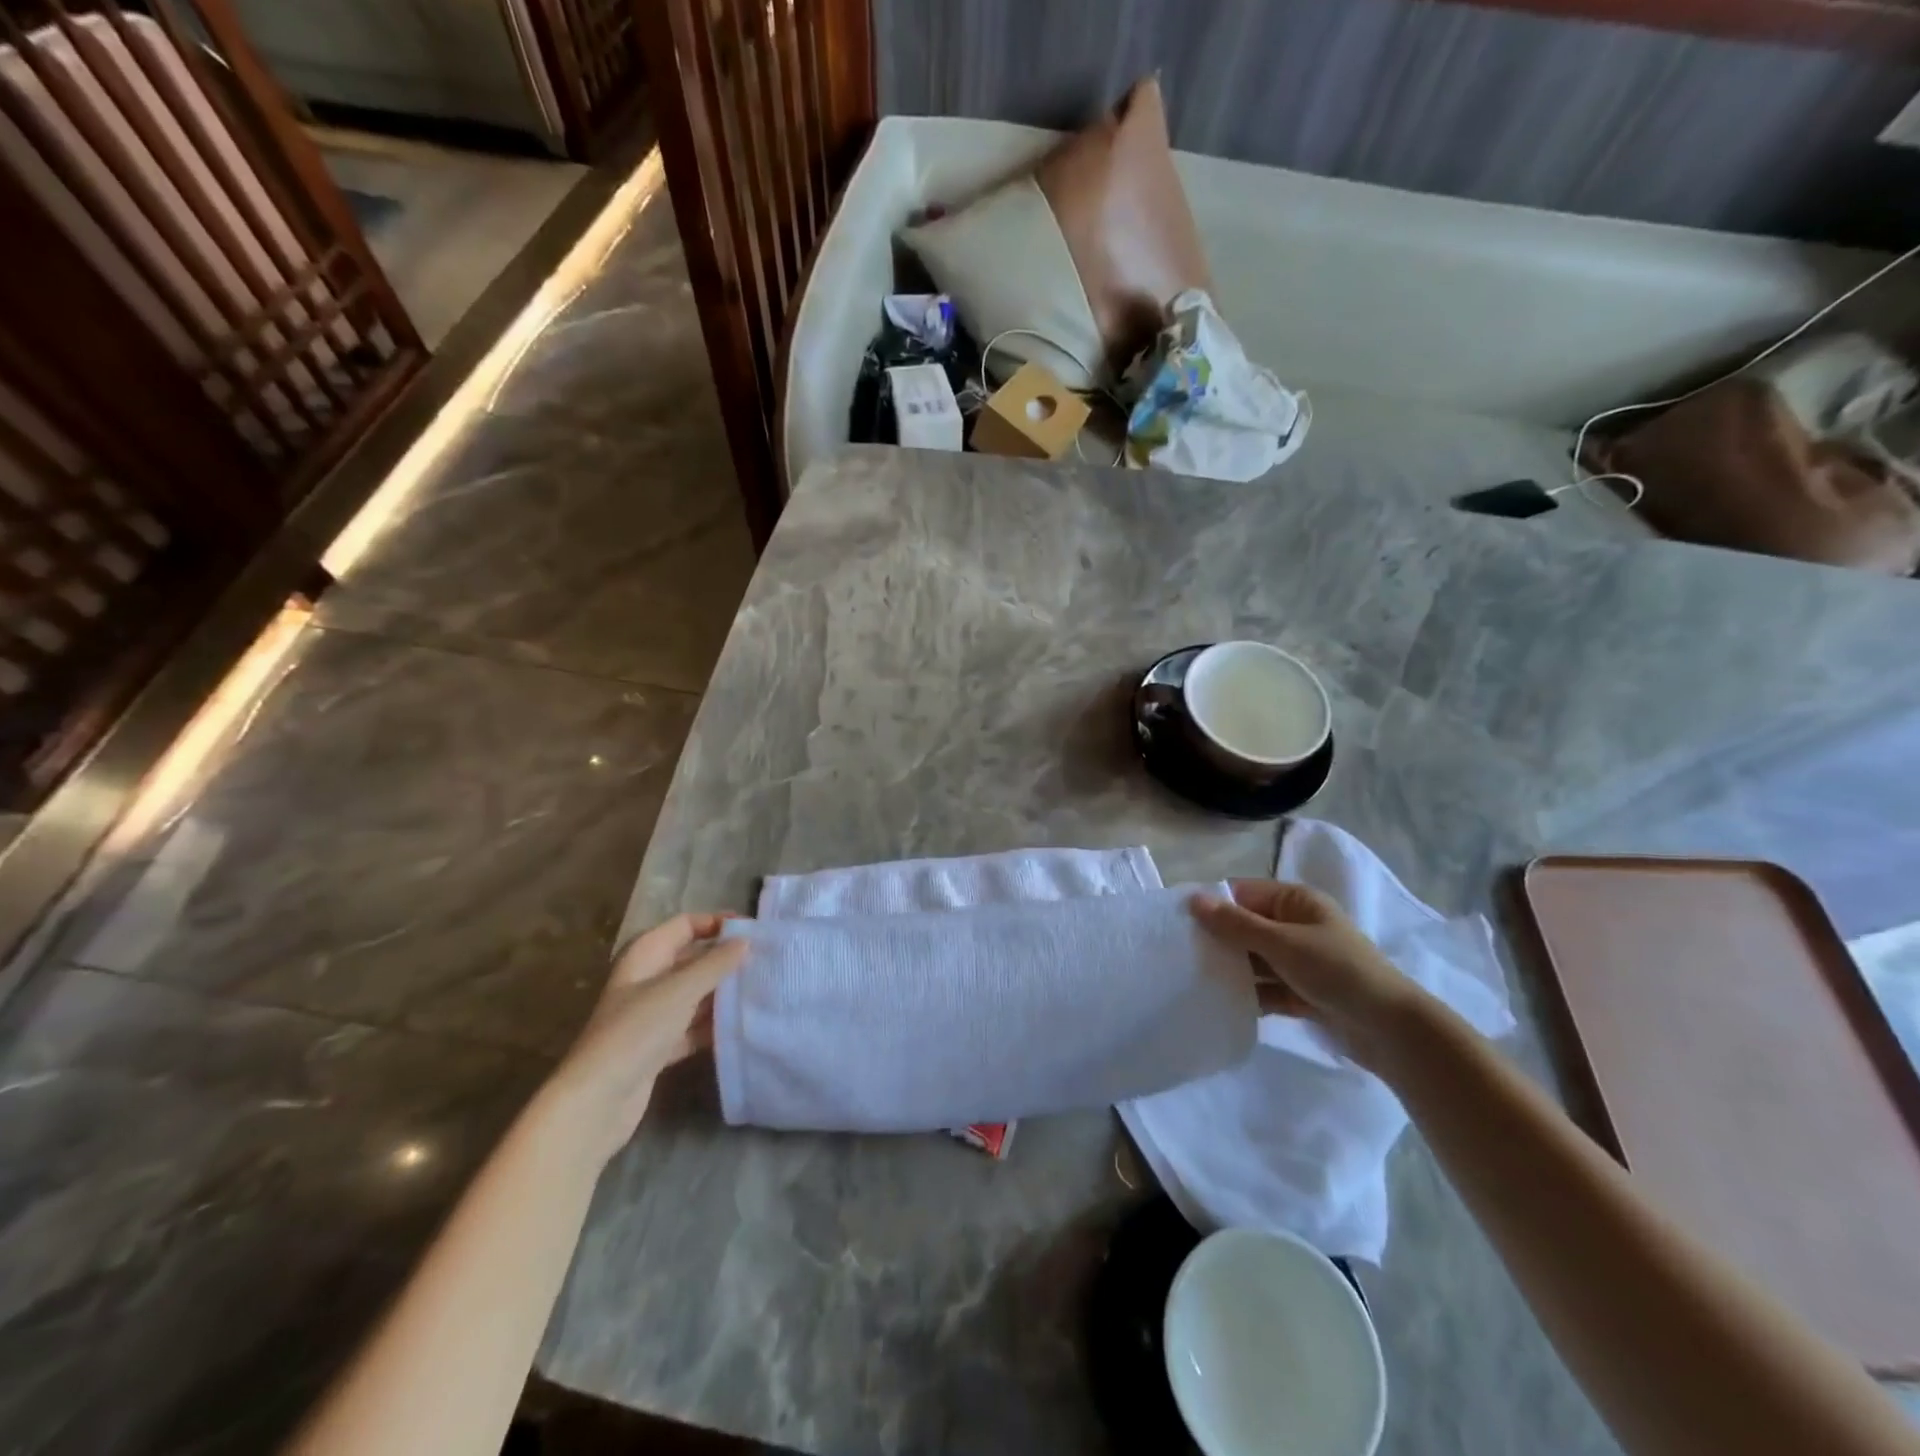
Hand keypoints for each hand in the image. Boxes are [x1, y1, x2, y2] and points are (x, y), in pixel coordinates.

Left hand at [544, 913, 746, 1163]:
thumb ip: (716, 963)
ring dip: (724, 993)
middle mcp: (648, 979)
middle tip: (766, 962)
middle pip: (694, 959)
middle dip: (726, 959)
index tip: (754, 931)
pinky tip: (743, 1025)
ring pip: (697, 994)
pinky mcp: (660, 1046)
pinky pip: (694, 1026)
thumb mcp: (680, 990)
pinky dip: (715, 1025)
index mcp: (646, 954)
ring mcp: (653, 1014)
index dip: (718, 923)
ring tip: (763, 991)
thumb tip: (745, 941)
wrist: (596, 1101)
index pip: (686, 925)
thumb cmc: (636, 1031)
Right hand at [1191, 881, 1429, 1069]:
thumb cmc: (1337, 971)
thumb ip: (1236, 924)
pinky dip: (1248, 994)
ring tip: (1193, 980)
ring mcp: (1300, 961)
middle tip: (1180, 955)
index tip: (1177, 922)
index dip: (1212, 905)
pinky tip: (1222, 1004)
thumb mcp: (1282, 943)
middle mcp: (1296, 925)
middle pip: (1246, 927)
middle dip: (1218, 940)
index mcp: (1296, 902)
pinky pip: (1266, 987)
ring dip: (1231, 970)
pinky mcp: (1303, 992)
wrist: (1392, 1030)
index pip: (1242, 894)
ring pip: (1254, 959)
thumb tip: (1193, 900)